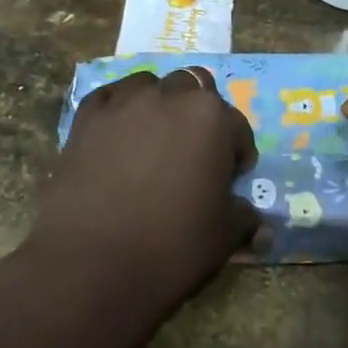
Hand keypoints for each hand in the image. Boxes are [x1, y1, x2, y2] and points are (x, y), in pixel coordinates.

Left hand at [32, 66, 261, 312]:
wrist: (91, 263)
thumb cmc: (171, 246)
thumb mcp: (223, 236)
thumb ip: (244, 218)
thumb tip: (260, 225)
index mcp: (210, 118)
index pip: (237, 126)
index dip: (238, 154)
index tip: (230, 180)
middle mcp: (169, 97)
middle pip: (194, 89)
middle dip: (199, 114)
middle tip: (194, 152)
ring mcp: (124, 103)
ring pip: (150, 85)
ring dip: (160, 104)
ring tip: (154, 139)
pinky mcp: (87, 117)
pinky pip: (110, 98)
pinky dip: (119, 110)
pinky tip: (117, 135)